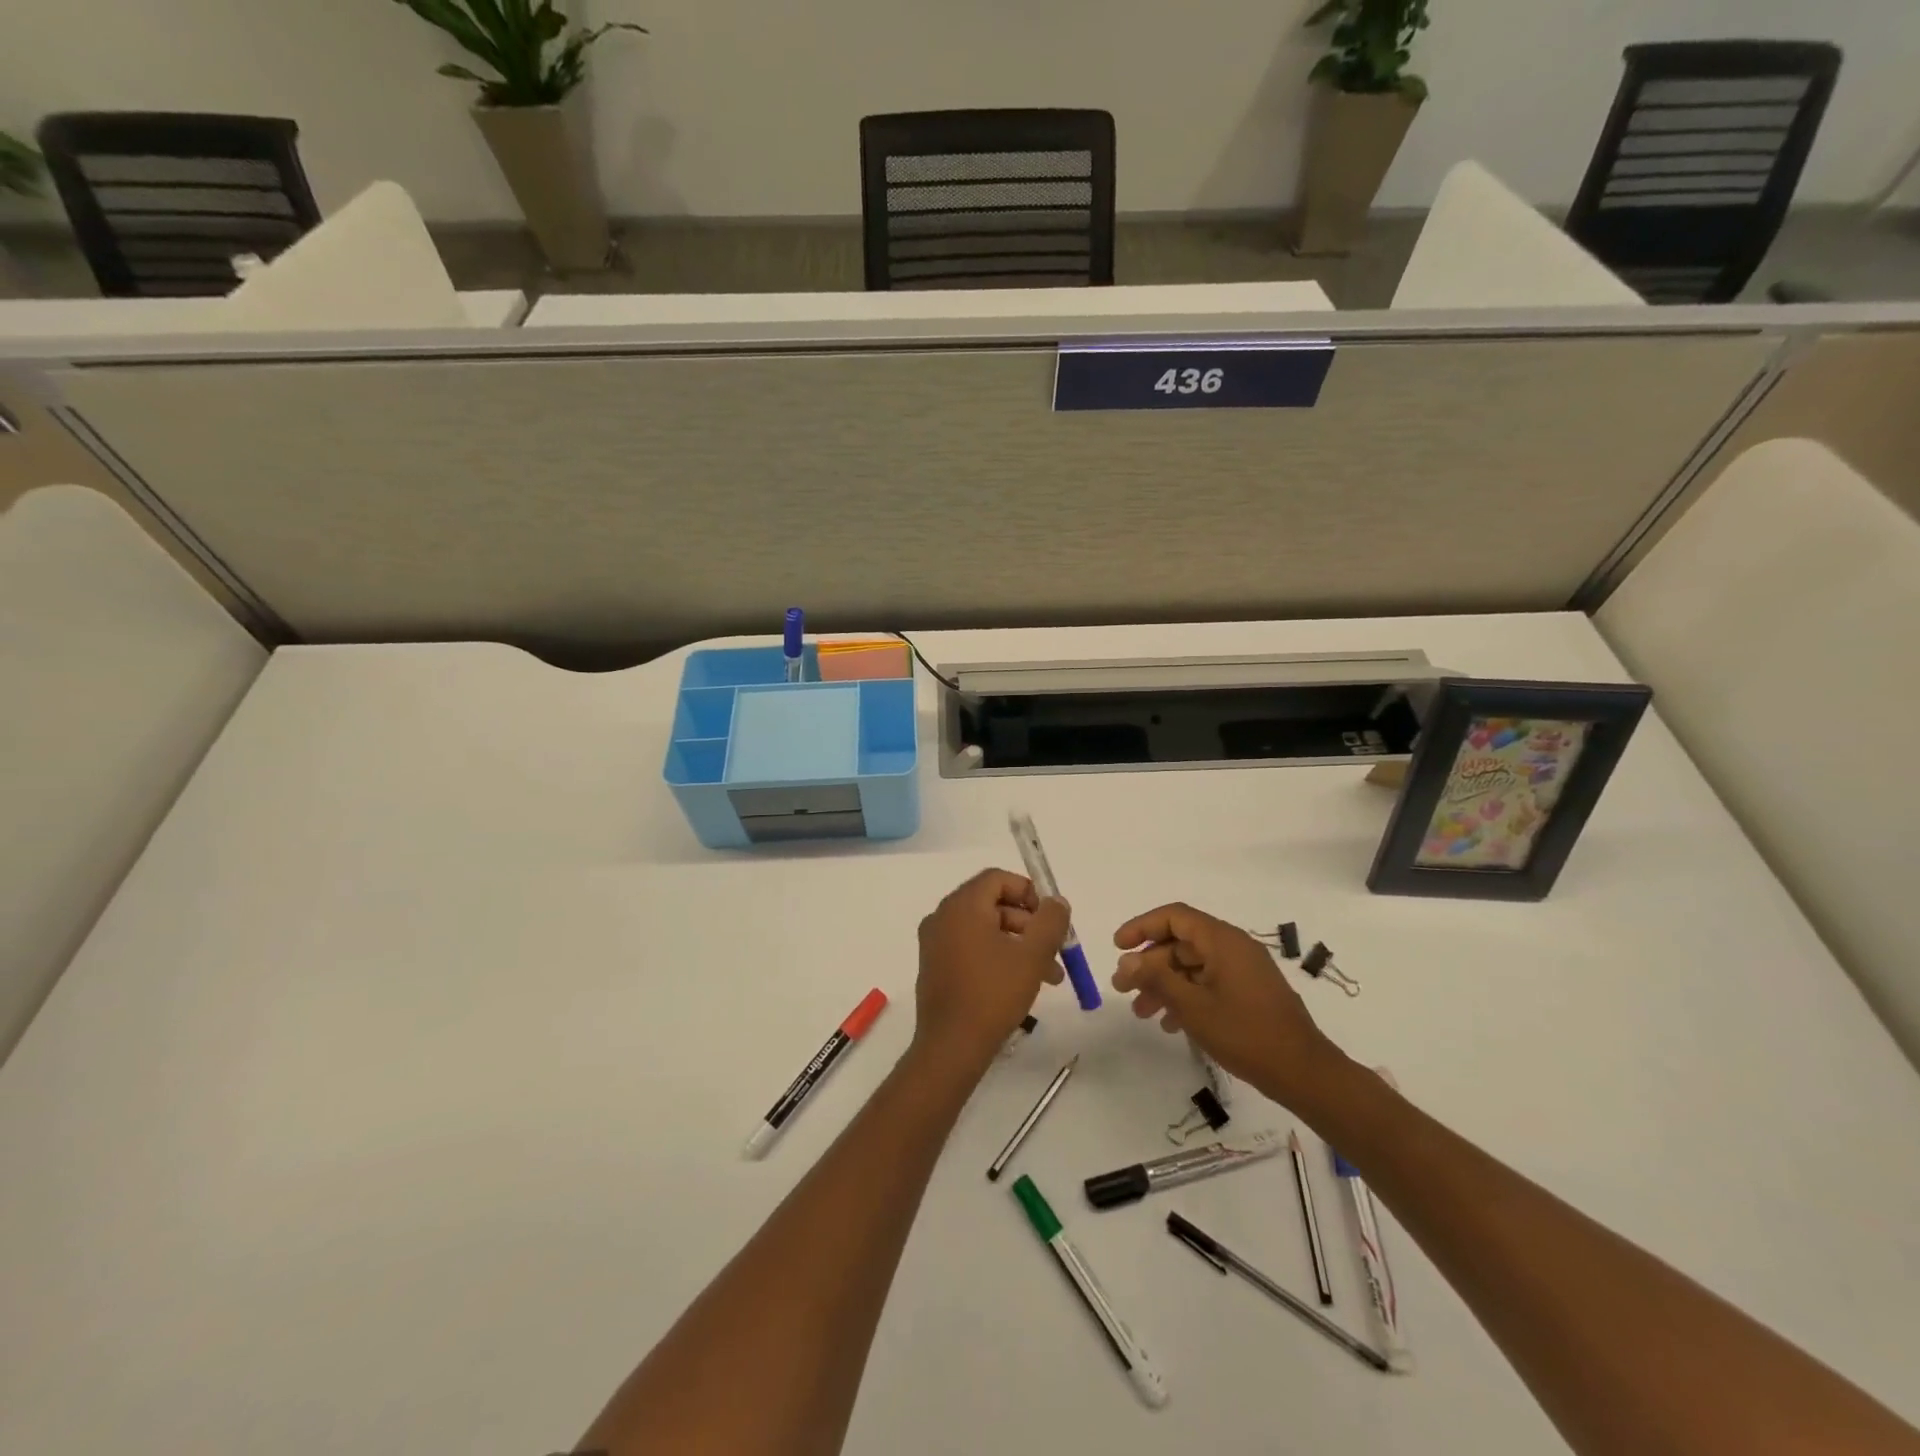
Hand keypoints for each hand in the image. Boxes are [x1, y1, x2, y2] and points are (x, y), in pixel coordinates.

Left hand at [911, 869, 1070, 1078]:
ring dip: (1019, 945)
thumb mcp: (1032, 955)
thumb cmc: (993, 994)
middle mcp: (943, 916)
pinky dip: (998, 956)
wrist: (951, 1047)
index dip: (1029, 892)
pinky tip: (1021, 984)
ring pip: (986, 929)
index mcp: (962, 906)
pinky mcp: (935, 966)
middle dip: (1029, 924)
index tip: (1051, 918)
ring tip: (1050, 976)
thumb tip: (1056, 901)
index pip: (997, 879)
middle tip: (1056, 949)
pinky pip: (971, 948)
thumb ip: (1050, 921)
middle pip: (993, 904)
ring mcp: (935, 943)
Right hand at [1112, 903, 1344, 1110]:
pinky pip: (1208, 982)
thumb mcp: (1193, 1006)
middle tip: (1122, 988)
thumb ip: (1157, 979)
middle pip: (1180, 942)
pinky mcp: (1249, 992)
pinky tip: (1169, 1023)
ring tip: (1141, 1011)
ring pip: (1192, 966)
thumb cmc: (1245, 1033)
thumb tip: (1127, 961)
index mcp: (1222, 940)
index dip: (1142, 927)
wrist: (1304, 1072)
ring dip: (1163, 984)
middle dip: (1148, 964)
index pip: (1174, 916)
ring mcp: (1243, 970)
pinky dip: (1186, 996)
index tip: (1118, 947)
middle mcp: (1233, 947)